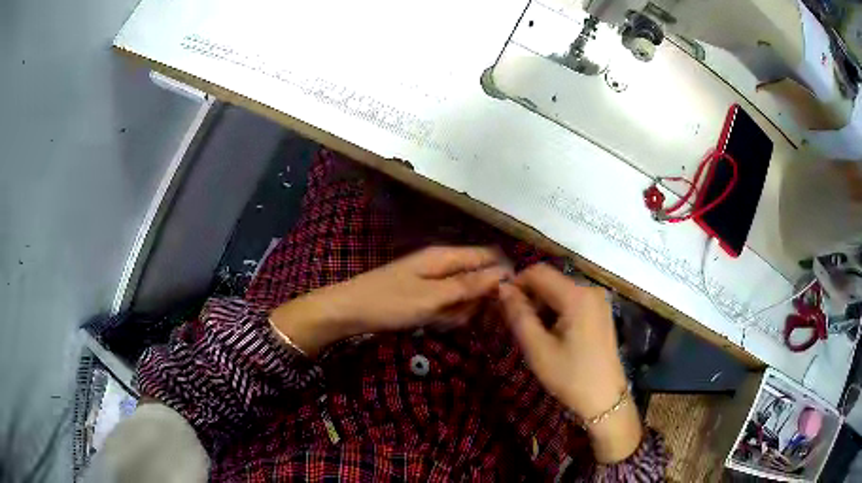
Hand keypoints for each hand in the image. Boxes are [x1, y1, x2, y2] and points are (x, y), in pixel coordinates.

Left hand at [271, 246, 510, 355]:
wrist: (348, 311)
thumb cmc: (390, 302)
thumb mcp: (432, 297)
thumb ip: (468, 285)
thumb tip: (503, 273)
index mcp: (446, 256)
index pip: (488, 256)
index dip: (502, 275)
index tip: (507, 301)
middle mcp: (443, 263)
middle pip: (478, 277)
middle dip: (478, 300)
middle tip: (462, 317)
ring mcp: (433, 279)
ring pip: (464, 294)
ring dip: (460, 311)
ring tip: (441, 320)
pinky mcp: (424, 294)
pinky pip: (447, 303)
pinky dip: (445, 315)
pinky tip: (432, 322)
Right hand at [498, 263, 641, 462]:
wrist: (605, 400)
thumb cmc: (570, 376)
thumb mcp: (538, 349)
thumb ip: (519, 315)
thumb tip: (502, 289)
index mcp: (577, 295)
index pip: (538, 272)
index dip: (516, 283)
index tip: (502, 306)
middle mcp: (590, 289)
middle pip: (550, 280)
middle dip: (529, 297)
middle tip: (516, 325)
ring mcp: (599, 300)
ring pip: (560, 291)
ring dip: (542, 306)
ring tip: (533, 334)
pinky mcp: (601, 311)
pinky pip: (572, 301)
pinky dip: (556, 311)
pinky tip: (552, 335)